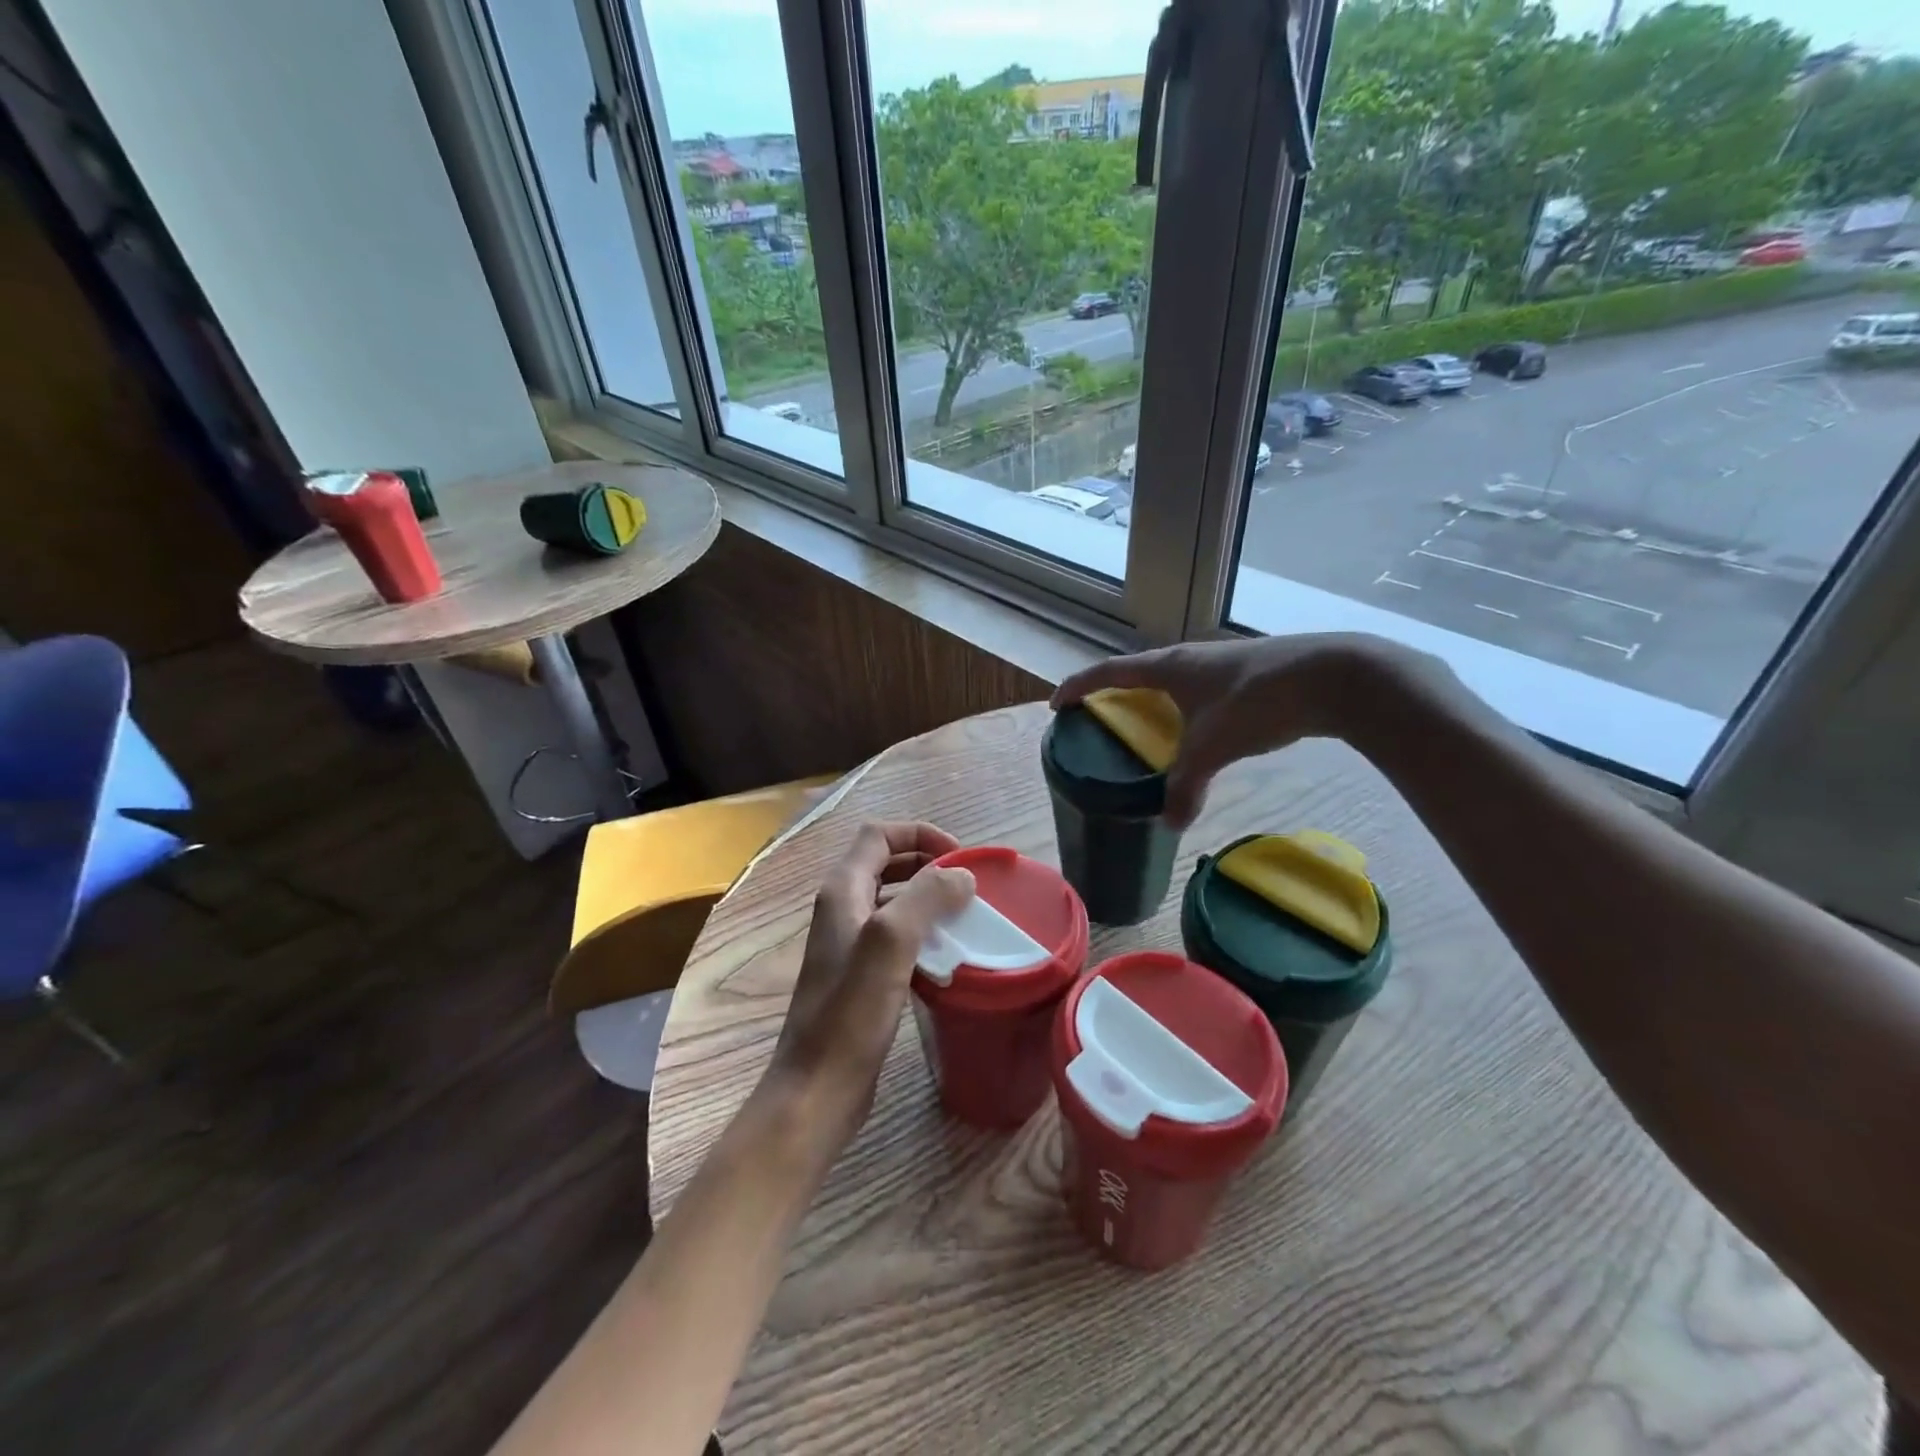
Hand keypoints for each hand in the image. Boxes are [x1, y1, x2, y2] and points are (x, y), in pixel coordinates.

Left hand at [764, 822, 975, 1156]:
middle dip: (928, 861)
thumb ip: (925, 899)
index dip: (920, 834)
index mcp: (842, 890)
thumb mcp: (890, 944)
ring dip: (927, 896)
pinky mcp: (861, 973)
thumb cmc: (850, 1014)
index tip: (960, 857)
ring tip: (965, 914)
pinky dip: (923, 930)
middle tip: (968, 883)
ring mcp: (850, 942)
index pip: (880, 834)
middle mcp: (842, 908)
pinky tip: (947, 952)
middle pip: (887, 861)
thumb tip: (962, 875)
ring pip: (893, 898)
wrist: (818, 1088)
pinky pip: (896, 934)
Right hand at [1052, 633, 1418, 827]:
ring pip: (1173, 681)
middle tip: (1100, 720)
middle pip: (1138, 672)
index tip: (1057, 704)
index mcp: (1170, 667)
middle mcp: (1190, 658)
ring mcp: (1221, 664)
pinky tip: (1198, 732)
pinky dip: (1185, 709)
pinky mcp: (1249, 674)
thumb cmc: (1260, 701)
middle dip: (1114, 693)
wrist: (1336, 677)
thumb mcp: (1214, 748)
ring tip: (1146, 729)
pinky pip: (1200, 690)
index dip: (1079, 687)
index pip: (1109, 672)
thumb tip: (1170, 825)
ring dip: (1153, 701)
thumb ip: (1187, 787)